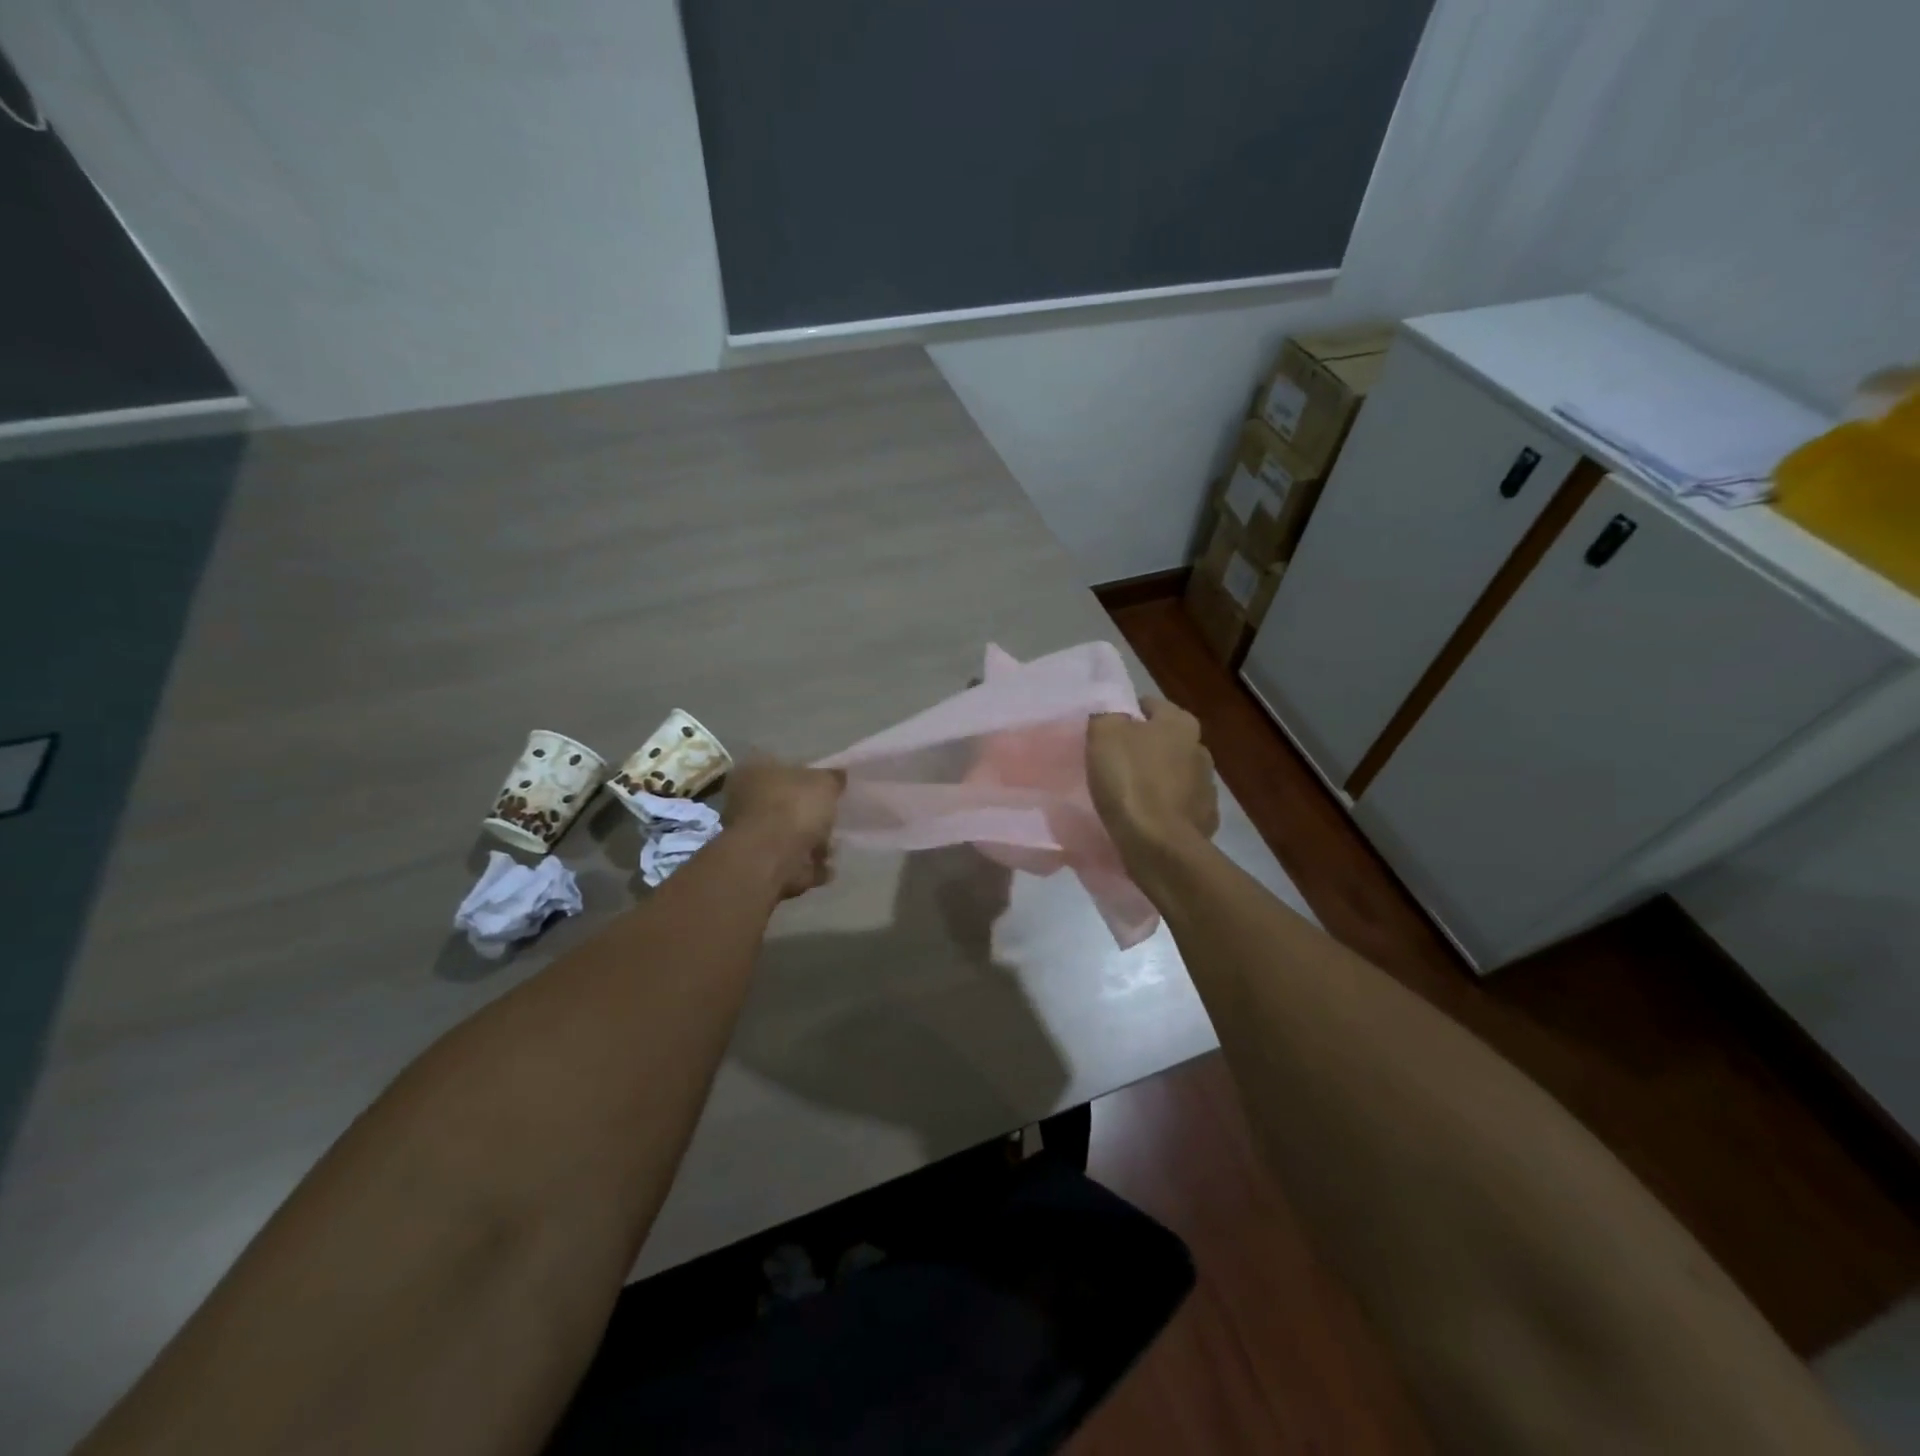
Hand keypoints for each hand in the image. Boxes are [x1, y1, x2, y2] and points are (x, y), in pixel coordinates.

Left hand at [722, 760, 844, 899]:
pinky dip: (806, 867)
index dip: (806, 778)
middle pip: (783, 805)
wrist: (770, 858)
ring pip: (785, 836)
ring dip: (809, 845)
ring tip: (832, 851)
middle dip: (808, 816)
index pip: (781, 768)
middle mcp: (743, 800)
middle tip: (832, 823)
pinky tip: (826, 870)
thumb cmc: (794, 807)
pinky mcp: (756, 865)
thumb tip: (838, 776)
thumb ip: (833, 778)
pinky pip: (788, 863)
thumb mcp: (825, 783)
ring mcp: (746, 835)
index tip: (826, 791)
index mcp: (754, 771)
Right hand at [1087, 698, 1218, 869]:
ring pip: (1174, 774)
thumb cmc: (1131, 781)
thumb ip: (1108, 716)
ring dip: (1157, 779)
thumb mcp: (1104, 735)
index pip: (1150, 706)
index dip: (1127, 713)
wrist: (1159, 845)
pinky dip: (1164, 808)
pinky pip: (1179, 806)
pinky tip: (1145, 818)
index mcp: (1180, 723)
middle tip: (1115, 762)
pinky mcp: (1205, 820)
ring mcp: (1207, 788)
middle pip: (1165, 740)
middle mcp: (1201, 749)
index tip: (1107, 730)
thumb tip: (1115, 717)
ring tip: (1128, 794)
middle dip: (1144, 747)